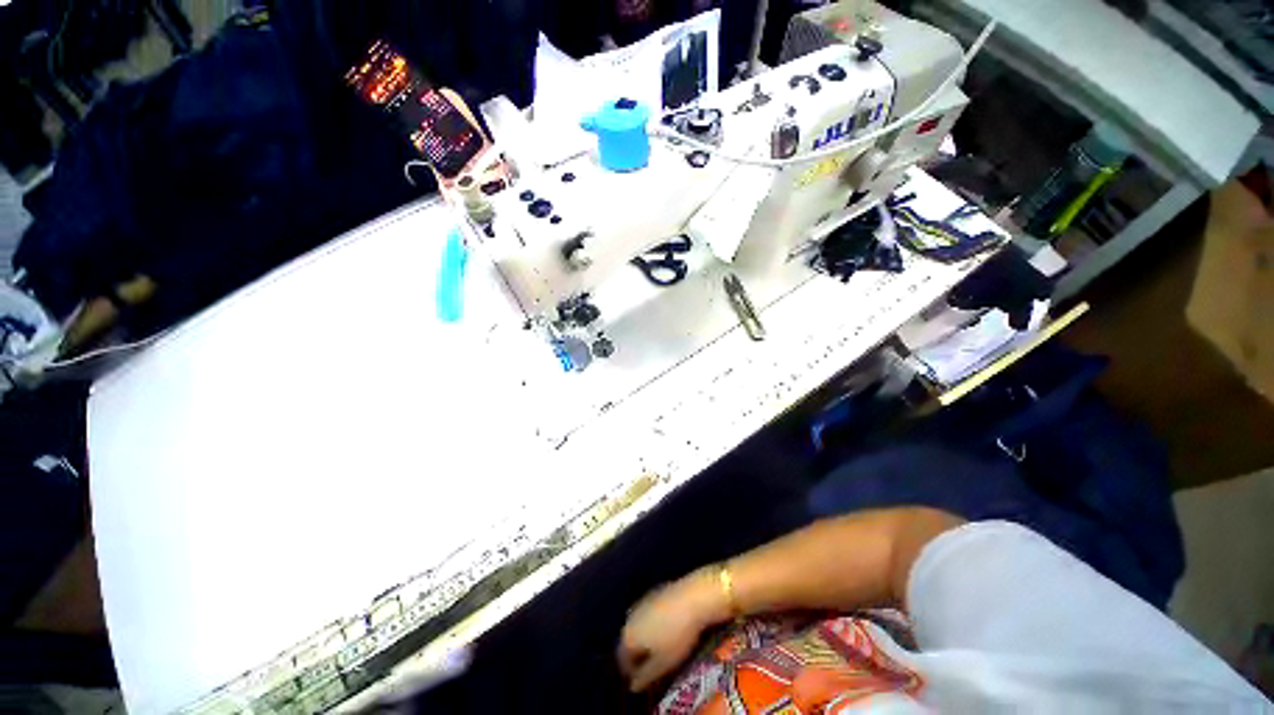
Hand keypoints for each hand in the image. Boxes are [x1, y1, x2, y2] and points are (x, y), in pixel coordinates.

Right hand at [618, 568, 724, 691]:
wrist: (691, 598)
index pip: (622, 661)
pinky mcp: (653, 593)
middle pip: (629, 642)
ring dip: (646, 639)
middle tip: (654, 665)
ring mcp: (641, 603)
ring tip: (662, 648)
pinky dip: (653, 624)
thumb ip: (645, 677)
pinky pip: (648, 615)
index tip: (645, 680)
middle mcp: (629, 618)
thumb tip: (633, 686)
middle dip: (639, 655)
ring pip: (639, 627)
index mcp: (628, 636)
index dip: (632, 673)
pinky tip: (668, 628)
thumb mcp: (662, 664)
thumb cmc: (676, 635)